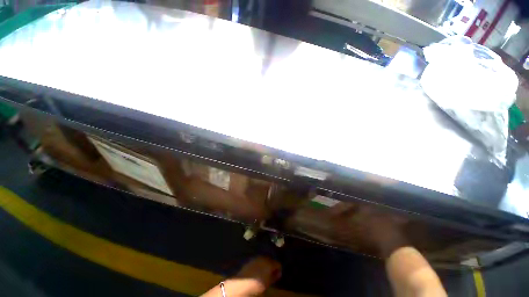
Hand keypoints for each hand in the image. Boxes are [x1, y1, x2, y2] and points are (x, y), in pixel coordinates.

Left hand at [231, 257, 281, 294]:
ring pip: (264, 260)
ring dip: (265, 264)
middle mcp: (264, 257)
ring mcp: (256, 257)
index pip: (278, 264)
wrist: (242, 283)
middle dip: (271, 266)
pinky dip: (259, 264)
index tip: (277, 275)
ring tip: (264, 272)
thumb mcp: (268, 283)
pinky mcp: (250, 259)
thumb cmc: (257, 285)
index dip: (278, 270)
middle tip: (271, 274)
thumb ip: (274, 277)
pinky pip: (257, 261)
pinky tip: (257, 271)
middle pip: (270, 260)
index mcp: (270, 263)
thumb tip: (278, 273)